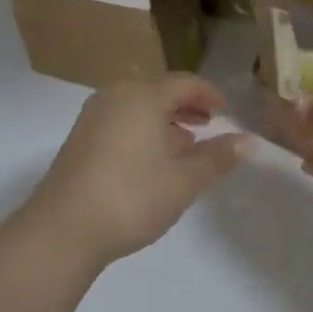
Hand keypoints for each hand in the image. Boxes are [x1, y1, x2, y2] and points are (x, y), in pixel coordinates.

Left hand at [24, 76, 248, 264]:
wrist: (64, 228)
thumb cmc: (132, 197)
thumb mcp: (184, 180)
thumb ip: (218, 157)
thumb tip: (248, 141)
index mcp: (143, 96)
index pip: (185, 83)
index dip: (210, 95)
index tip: (227, 113)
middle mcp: (115, 95)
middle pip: (159, 91)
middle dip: (187, 107)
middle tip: (210, 127)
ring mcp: (93, 115)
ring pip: (138, 107)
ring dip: (164, 121)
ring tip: (185, 147)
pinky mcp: (80, 137)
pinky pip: (120, 121)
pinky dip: (142, 131)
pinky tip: (151, 161)